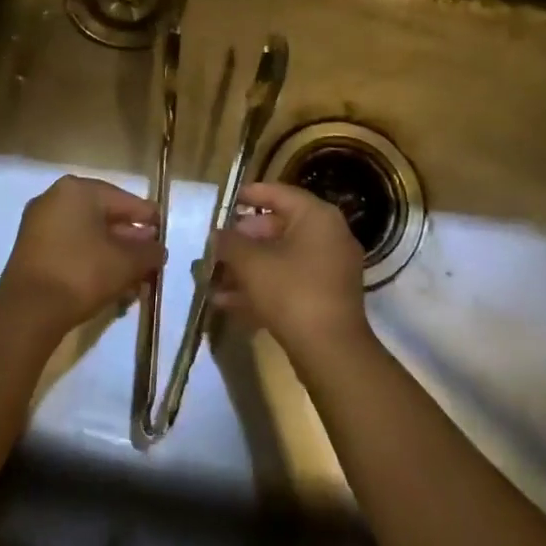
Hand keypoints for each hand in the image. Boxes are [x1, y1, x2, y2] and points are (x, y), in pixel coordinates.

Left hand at [0, 175, 162, 335]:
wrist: (28, 311)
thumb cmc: (82, 273)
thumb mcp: (127, 262)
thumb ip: (149, 252)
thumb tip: (157, 249)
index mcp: (78, 190)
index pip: (124, 200)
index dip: (148, 219)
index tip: (164, 235)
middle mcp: (55, 198)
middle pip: (104, 217)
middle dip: (129, 240)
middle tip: (150, 259)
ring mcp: (39, 224)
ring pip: (87, 235)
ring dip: (112, 254)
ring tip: (133, 277)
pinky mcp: (30, 250)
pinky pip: (70, 248)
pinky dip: (91, 260)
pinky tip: (109, 282)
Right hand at [211, 182, 370, 367]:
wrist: (331, 352)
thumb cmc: (291, 292)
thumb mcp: (251, 263)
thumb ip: (229, 243)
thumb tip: (217, 235)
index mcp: (317, 217)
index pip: (279, 193)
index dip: (249, 194)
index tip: (226, 200)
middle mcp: (329, 236)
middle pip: (279, 227)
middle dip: (243, 239)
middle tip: (216, 246)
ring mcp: (330, 269)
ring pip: (281, 259)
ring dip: (247, 267)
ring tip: (214, 277)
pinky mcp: (325, 298)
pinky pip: (289, 282)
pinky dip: (262, 287)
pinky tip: (226, 302)